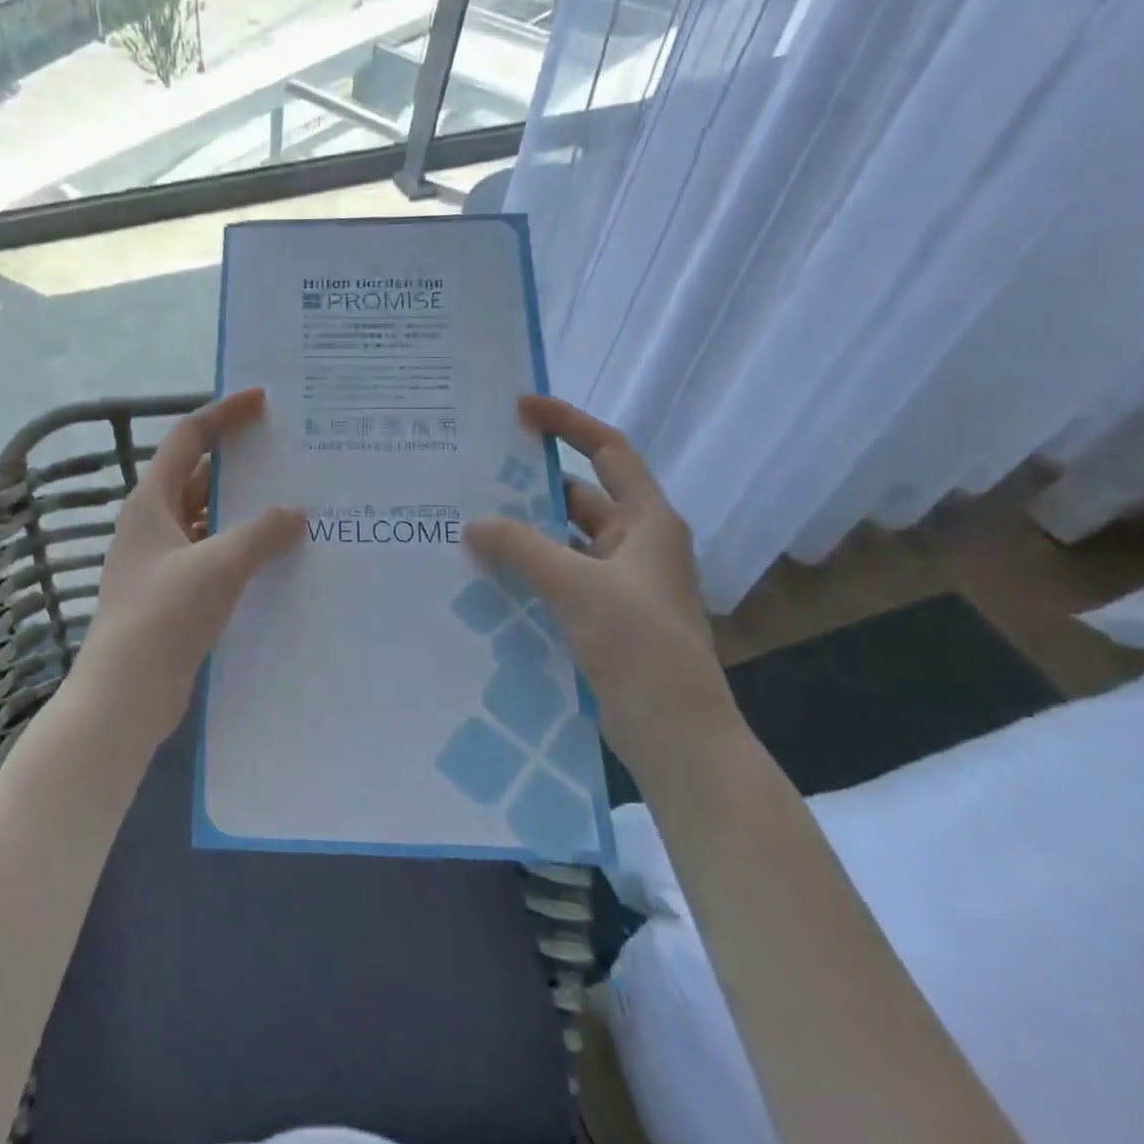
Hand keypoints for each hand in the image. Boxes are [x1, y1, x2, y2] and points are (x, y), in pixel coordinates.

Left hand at [71, 389, 303, 747]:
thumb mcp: (217, 567)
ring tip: (295, 501)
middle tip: (289, 452)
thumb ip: (259, 534)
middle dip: (240, 463)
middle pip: (199, 476)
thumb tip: (294, 512)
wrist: (124, 694)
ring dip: (244, 509)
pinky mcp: (174, 593)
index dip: (223, 414)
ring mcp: (162, 560)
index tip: (261, 399)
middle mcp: (153, 523)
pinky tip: (276, 556)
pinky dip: (241, 547)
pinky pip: (213, 553)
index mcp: (151, 502)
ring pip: (208, 518)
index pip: (188, 439)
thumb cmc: (163, 617)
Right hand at [464, 395, 740, 778]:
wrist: (676, 736)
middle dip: (530, 484)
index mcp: (648, 522)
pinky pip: (557, 575)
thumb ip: (521, 548)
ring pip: (563, 540)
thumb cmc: (639, 647)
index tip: (520, 408)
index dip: (567, 423)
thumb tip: (473, 523)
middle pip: (578, 496)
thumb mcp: (577, 587)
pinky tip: (484, 572)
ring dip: (523, 532)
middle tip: (473, 473)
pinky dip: (526, 569)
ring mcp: (619, 582)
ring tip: (467, 521)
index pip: (608, 451)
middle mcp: (636, 544)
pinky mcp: (602, 615)